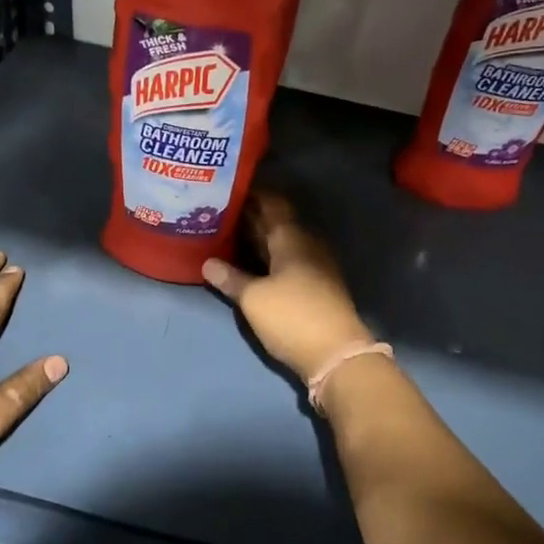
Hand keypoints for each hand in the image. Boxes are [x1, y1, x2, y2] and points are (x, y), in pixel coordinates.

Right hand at [202, 191, 372, 381]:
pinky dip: (266, 258)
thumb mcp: (253, 298)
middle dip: (249, 217)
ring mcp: (313, 265)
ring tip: (225, 236)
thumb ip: (230, 278)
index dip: (251, 193)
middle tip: (217, 213)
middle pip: (276, 222)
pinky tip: (246, 265)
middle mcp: (306, 244)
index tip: (227, 189)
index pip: (272, 202)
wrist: (336, 354)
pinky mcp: (314, 286)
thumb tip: (207, 262)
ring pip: (280, 243)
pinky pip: (285, 261)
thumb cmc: (292, 316)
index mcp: (292, 236)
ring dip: (256, 239)